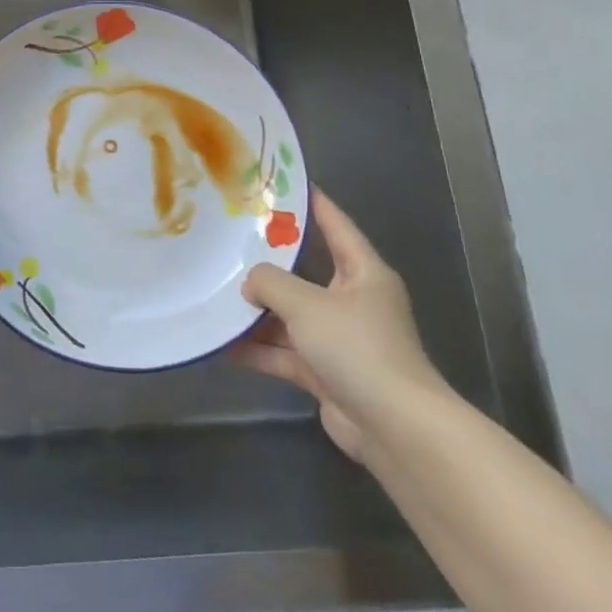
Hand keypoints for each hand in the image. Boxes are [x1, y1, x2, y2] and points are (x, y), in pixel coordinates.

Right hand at [232, 187, 449, 461]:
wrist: (395, 428)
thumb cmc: (358, 348)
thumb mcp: (307, 304)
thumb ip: (270, 283)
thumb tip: (250, 283)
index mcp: (364, 274)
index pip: (337, 226)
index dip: (314, 203)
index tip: (286, 183)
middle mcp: (353, 302)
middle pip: (305, 273)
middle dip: (270, 262)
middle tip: (231, 239)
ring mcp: (340, 340)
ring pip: (291, 316)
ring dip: (258, 312)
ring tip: (215, 294)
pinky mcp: (326, 373)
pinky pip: (285, 353)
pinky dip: (258, 350)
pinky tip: (222, 345)